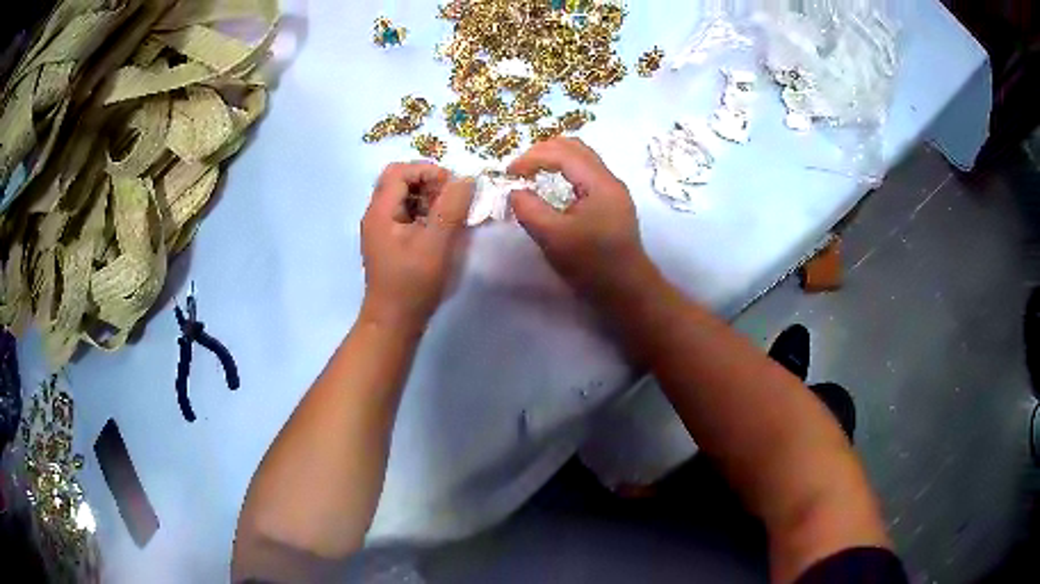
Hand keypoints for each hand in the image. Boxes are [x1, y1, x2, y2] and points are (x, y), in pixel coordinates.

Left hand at [360, 162, 473, 330]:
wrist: (394, 322)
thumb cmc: (413, 283)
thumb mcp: (436, 243)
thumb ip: (451, 208)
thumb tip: (466, 179)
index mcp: (380, 211)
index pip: (399, 171)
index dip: (427, 171)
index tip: (451, 188)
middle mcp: (376, 215)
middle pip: (400, 181)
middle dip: (429, 183)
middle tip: (451, 201)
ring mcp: (381, 229)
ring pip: (404, 198)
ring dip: (429, 199)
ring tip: (449, 216)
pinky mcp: (389, 242)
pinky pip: (406, 215)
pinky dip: (425, 214)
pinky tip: (440, 231)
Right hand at [509, 138, 654, 306]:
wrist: (627, 291)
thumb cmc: (592, 265)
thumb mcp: (553, 238)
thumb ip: (529, 209)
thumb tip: (515, 191)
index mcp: (600, 183)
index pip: (563, 153)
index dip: (532, 157)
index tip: (509, 173)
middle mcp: (609, 180)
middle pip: (575, 147)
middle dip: (543, 152)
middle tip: (519, 169)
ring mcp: (613, 191)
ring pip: (581, 159)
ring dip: (554, 159)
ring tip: (531, 174)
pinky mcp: (611, 203)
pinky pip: (585, 174)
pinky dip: (564, 172)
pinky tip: (551, 188)